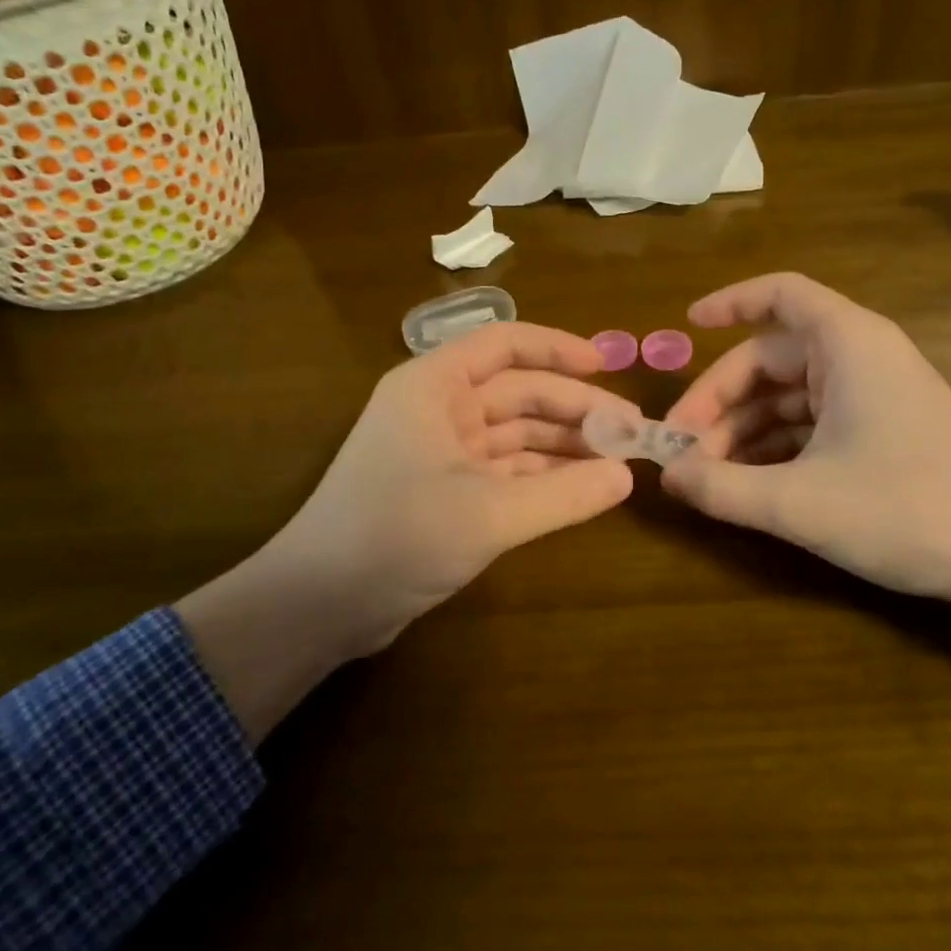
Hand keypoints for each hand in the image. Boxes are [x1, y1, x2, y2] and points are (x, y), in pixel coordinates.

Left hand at [179, 322, 633, 737]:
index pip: (504, 344)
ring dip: (563, 445)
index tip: (609, 365)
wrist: (319, 605)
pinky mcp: (446, 491)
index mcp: (434, 386)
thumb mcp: (488, 513)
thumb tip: (627, 477)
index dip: (558, 349)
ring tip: (617, 461)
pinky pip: (506, 470)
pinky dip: (543, 478)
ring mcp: (441, 451)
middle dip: (574, 408)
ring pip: (515, 434)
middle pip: (518, 392)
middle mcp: (438, 408)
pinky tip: (582, 489)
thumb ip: (564, 494)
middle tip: (631, 431)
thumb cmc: (397, 536)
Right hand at [661, 273, 950, 607]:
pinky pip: (812, 424)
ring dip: (743, 431)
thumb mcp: (800, 503)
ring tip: (706, 478)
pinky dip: (775, 447)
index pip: (780, 294)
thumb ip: (723, 488)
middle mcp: (860, 357)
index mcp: (848, 344)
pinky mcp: (882, 431)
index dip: (729, 302)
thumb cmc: (908, 510)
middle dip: (720, 400)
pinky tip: (747, 485)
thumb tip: (668, 477)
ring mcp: (873, 395)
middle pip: (771, 357)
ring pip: (788, 396)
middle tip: (681, 450)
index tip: (686, 325)